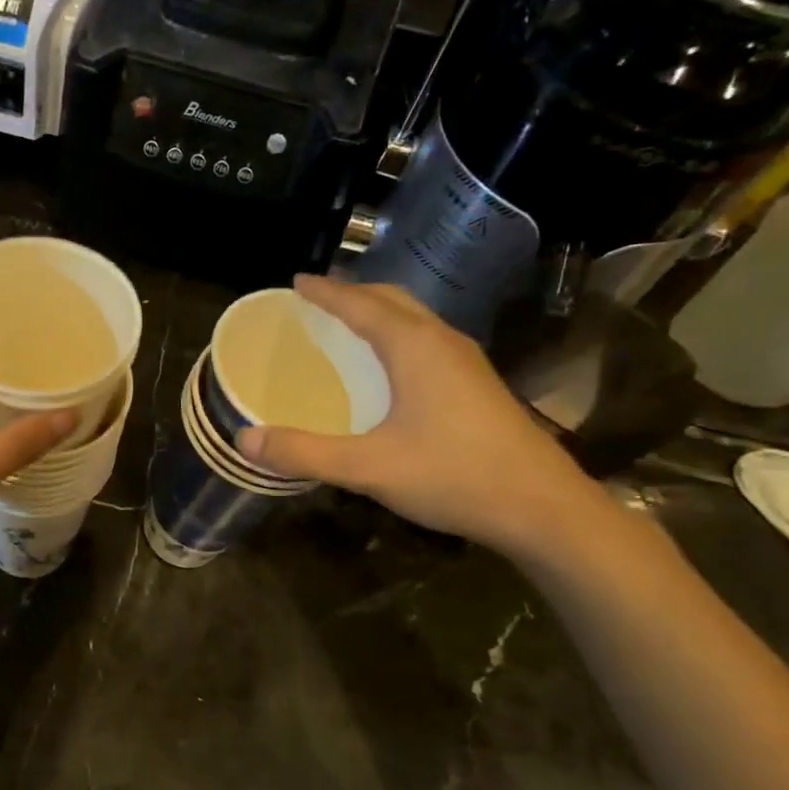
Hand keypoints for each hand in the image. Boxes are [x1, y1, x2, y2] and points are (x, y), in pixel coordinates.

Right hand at [236, 275, 594, 554]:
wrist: (543, 508)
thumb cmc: (455, 476)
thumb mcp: (369, 468)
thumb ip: (305, 453)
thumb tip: (245, 441)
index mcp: (414, 347)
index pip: (360, 304)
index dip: (325, 292)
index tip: (296, 282)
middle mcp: (442, 342)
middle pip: (392, 300)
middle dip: (353, 293)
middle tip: (317, 300)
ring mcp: (466, 363)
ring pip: (414, 319)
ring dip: (377, 313)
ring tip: (346, 325)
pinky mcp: (477, 385)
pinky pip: (426, 341)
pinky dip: (396, 336)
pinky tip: (386, 369)